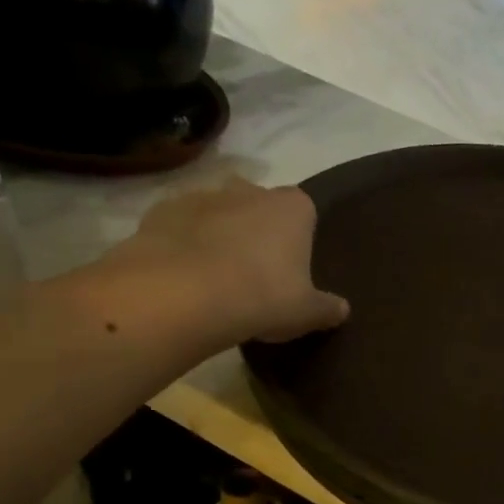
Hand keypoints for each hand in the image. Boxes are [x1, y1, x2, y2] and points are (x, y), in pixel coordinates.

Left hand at [105, 180, 348, 345]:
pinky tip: (182, 277)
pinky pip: (179, 226)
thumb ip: (327, 308)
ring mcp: (203, 196)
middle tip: (255, 272)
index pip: (304, 211)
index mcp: (293, 207)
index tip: (292, 267)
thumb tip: (342, 310)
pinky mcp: (161, 211)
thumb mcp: (306, 313)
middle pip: (259, 204)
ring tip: (215, 278)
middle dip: (257, 229)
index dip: (299, 237)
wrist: (184, 296)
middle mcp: (250, 190)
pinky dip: (182, 244)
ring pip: (217, 212)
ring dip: (218, 234)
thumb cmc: (262, 297)